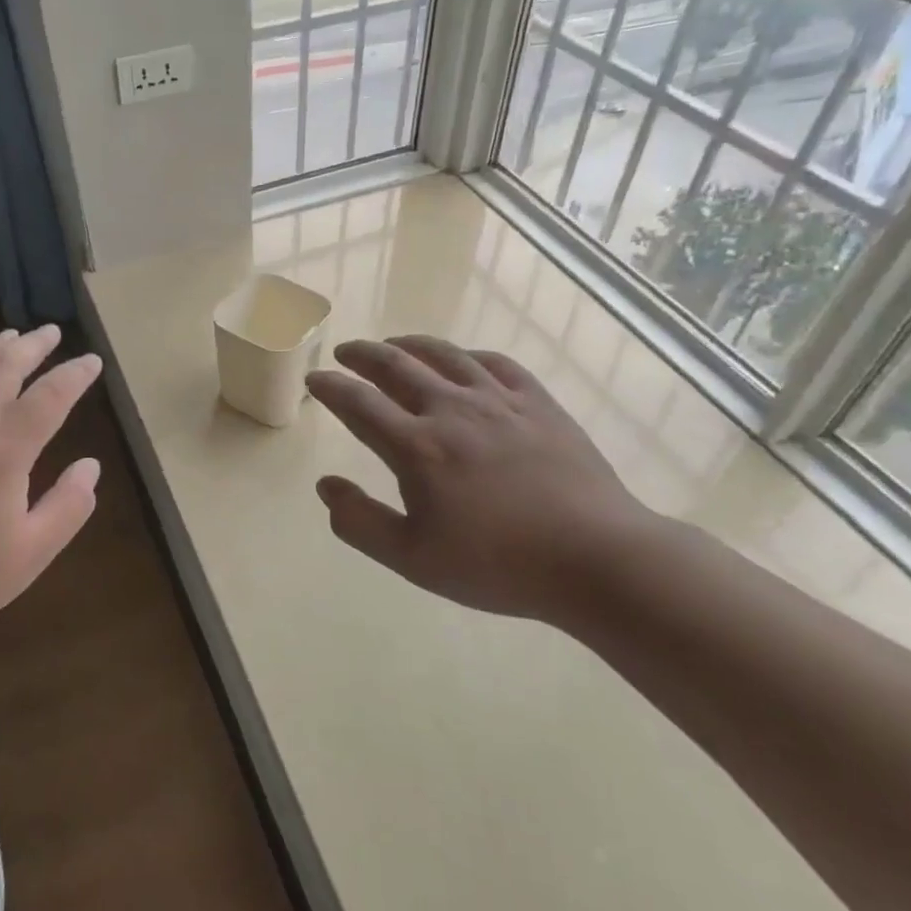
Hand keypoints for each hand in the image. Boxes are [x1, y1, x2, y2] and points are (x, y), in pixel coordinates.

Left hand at [0, 326, 101, 674]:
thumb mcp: (31, 554)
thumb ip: (68, 507)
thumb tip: (90, 466)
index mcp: (1, 456)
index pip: (48, 399)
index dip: (73, 376)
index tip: (91, 361)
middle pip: (0, 369)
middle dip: (30, 346)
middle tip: (50, 332)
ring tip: (7, 338)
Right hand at [306, 335, 657, 623]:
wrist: (596, 558)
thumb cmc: (498, 565)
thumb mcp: (413, 559)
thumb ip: (360, 522)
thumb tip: (326, 486)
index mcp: (417, 448)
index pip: (359, 404)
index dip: (331, 388)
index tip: (315, 380)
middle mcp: (452, 410)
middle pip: (396, 366)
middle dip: (363, 354)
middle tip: (345, 351)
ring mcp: (500, 401)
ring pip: (445, 355)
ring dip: (410, 345)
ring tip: (394, 344)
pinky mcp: (539, 403)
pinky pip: (496, 363)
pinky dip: (468, 355)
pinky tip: (463, 360)